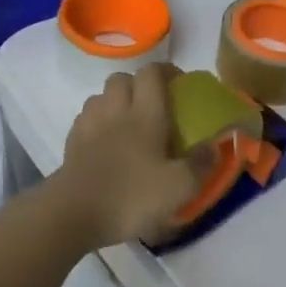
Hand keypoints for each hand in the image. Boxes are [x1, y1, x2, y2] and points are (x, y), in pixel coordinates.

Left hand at [52, 64, 203, 247]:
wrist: (71, 215)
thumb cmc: (130, 196)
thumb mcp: (179, 188)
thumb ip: (201, 164)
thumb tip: (214, 146)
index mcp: (145, 114)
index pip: (152, 73)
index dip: (166, 71)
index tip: (180, 84)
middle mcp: (116, 111)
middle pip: (123, 78)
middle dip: (139, 84)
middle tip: (154, 104)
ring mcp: (89, 126)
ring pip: (101, 96)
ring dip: (115, 100)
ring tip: (128, 120)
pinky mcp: (71, 144)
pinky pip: (85, 118)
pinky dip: (97, 121)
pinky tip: (105, 141)